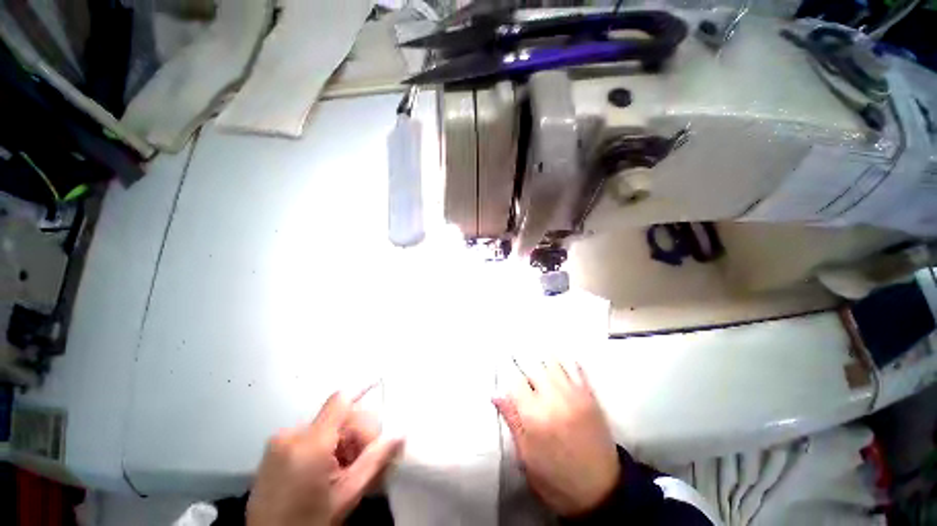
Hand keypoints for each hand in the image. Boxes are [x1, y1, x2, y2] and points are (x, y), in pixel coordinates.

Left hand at [247, 390, 402, 525]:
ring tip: (342, 471)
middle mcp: (291, 434)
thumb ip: (375, 460)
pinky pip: (309, 435)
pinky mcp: (273, 449)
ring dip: (341, 442)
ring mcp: (279, 441)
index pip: (341, 400)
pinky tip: (325, 470)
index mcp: (310, 444)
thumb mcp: (347, 494)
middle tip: (360, 462)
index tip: (377, 418)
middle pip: (337, 416)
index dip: (363, 394)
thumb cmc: (310, 522)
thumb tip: (400, 433)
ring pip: (326, 426)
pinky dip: (324, 446)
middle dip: (355, 434)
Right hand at [494, 361, 619, 516]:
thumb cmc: (556, 479)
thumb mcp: (526, 457)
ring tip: (532, 346)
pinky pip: (576, 368)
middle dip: (522, 359)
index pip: (516, 382)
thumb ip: (512, 421)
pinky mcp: (590, 397)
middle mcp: (554, 400)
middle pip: (534, 366)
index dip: (507, 372)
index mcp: (535, 418)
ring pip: (554, 363)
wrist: (602, 492)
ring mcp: (575, 395)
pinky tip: (557, 355)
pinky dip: (565, 359)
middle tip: (514, 350)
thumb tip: (496, 395)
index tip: (502, 366)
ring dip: (541, 355)